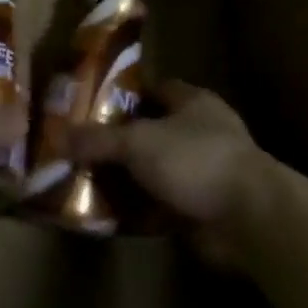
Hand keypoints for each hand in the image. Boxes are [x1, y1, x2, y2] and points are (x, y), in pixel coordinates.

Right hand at [69, 81, 271, 263]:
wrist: (249, 218)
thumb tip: (58, 136)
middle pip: (153, 132)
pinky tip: (111, 215)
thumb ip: (98, 139)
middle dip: (121, 142)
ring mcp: (206, 172)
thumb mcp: (138, 142)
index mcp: (194, 103)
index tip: (93, 106)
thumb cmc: (196, 160)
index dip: (126, 95)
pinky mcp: (205, 207)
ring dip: (130, 179)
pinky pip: (163, 204)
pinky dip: (141, 209)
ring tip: (88, 182)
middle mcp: (202, 132)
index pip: (156, 89)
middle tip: (83, 149)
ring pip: (157, 170)